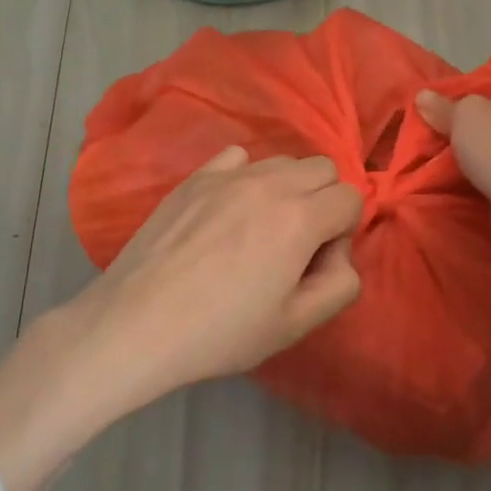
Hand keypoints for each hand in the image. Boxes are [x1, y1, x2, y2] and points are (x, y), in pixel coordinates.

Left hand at [66, 147, 363, 394]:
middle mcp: (268, 183)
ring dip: (287, 188)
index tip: (315, 264)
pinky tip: (227, 212)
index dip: (343, 232)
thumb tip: (336, 252)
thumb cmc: (221, 332)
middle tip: (295, 244)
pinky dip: (246, 176)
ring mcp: (227, 175)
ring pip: (281, 161)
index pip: (351, 197)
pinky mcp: (194, 178)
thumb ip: (340, 284)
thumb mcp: (296, 325)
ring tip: (259, 230)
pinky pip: (237, 157)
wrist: (139, 323)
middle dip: (322, 201)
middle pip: (322, 168)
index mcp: (300, 218)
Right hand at [416, 77, 490, 209]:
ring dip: (475, 151)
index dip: (472, 87)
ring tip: (440, 155)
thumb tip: (423, 95)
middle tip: (437, 128)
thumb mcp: (464, 115)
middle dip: (470, 123)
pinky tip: (458, 179)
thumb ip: (442, 105)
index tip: (445, 100)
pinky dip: (484, 175)